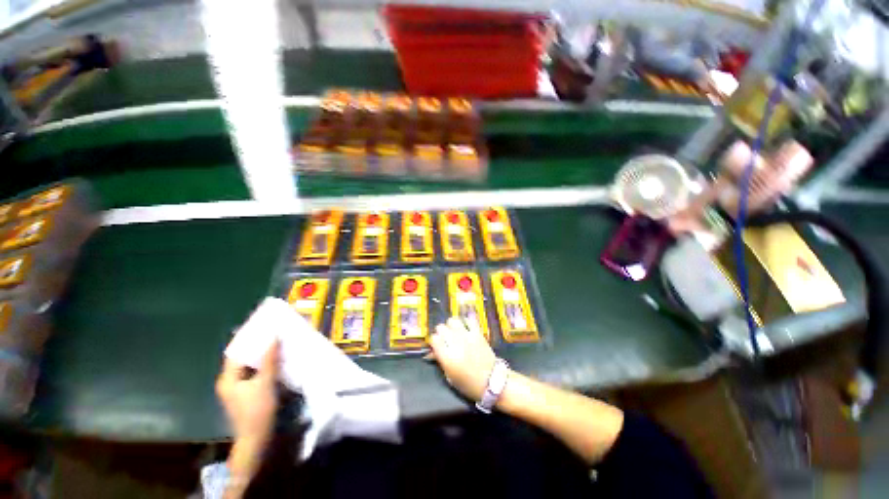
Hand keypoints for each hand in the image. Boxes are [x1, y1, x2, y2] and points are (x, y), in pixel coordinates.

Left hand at [216, 340, 279, 444]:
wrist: (256, 439)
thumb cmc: (258, 411)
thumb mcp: (265, 383)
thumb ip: (269, 360)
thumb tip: (273, 337)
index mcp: (228, 378)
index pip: (236, 352)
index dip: (248, 339)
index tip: (263, 327)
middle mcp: (229, 381)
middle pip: (242, 358)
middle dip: (257, 346)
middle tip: (273, 333)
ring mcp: (237, 389)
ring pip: (249, 366)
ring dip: (261, 355)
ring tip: (276, 343)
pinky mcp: (245, 393)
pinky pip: (254, 373)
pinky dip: (263, 365)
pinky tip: (275, 360)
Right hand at [429, 317, 496, 401]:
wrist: (492, 382)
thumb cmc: (469, 384)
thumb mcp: (450, 377)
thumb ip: (440, 361)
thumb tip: (431, 352)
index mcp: (447, 357)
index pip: (434, 339)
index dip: (433, 341)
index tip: (436, 345)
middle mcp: (455, 344)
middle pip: (441, 327)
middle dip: (441, 332)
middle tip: (445, 338)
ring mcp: (467, 337)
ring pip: (453, 320)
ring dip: (451, 325)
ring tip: (454, 331)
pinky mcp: (478, 333)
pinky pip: (469, 320)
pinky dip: (465, 321)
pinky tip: (465, 327)